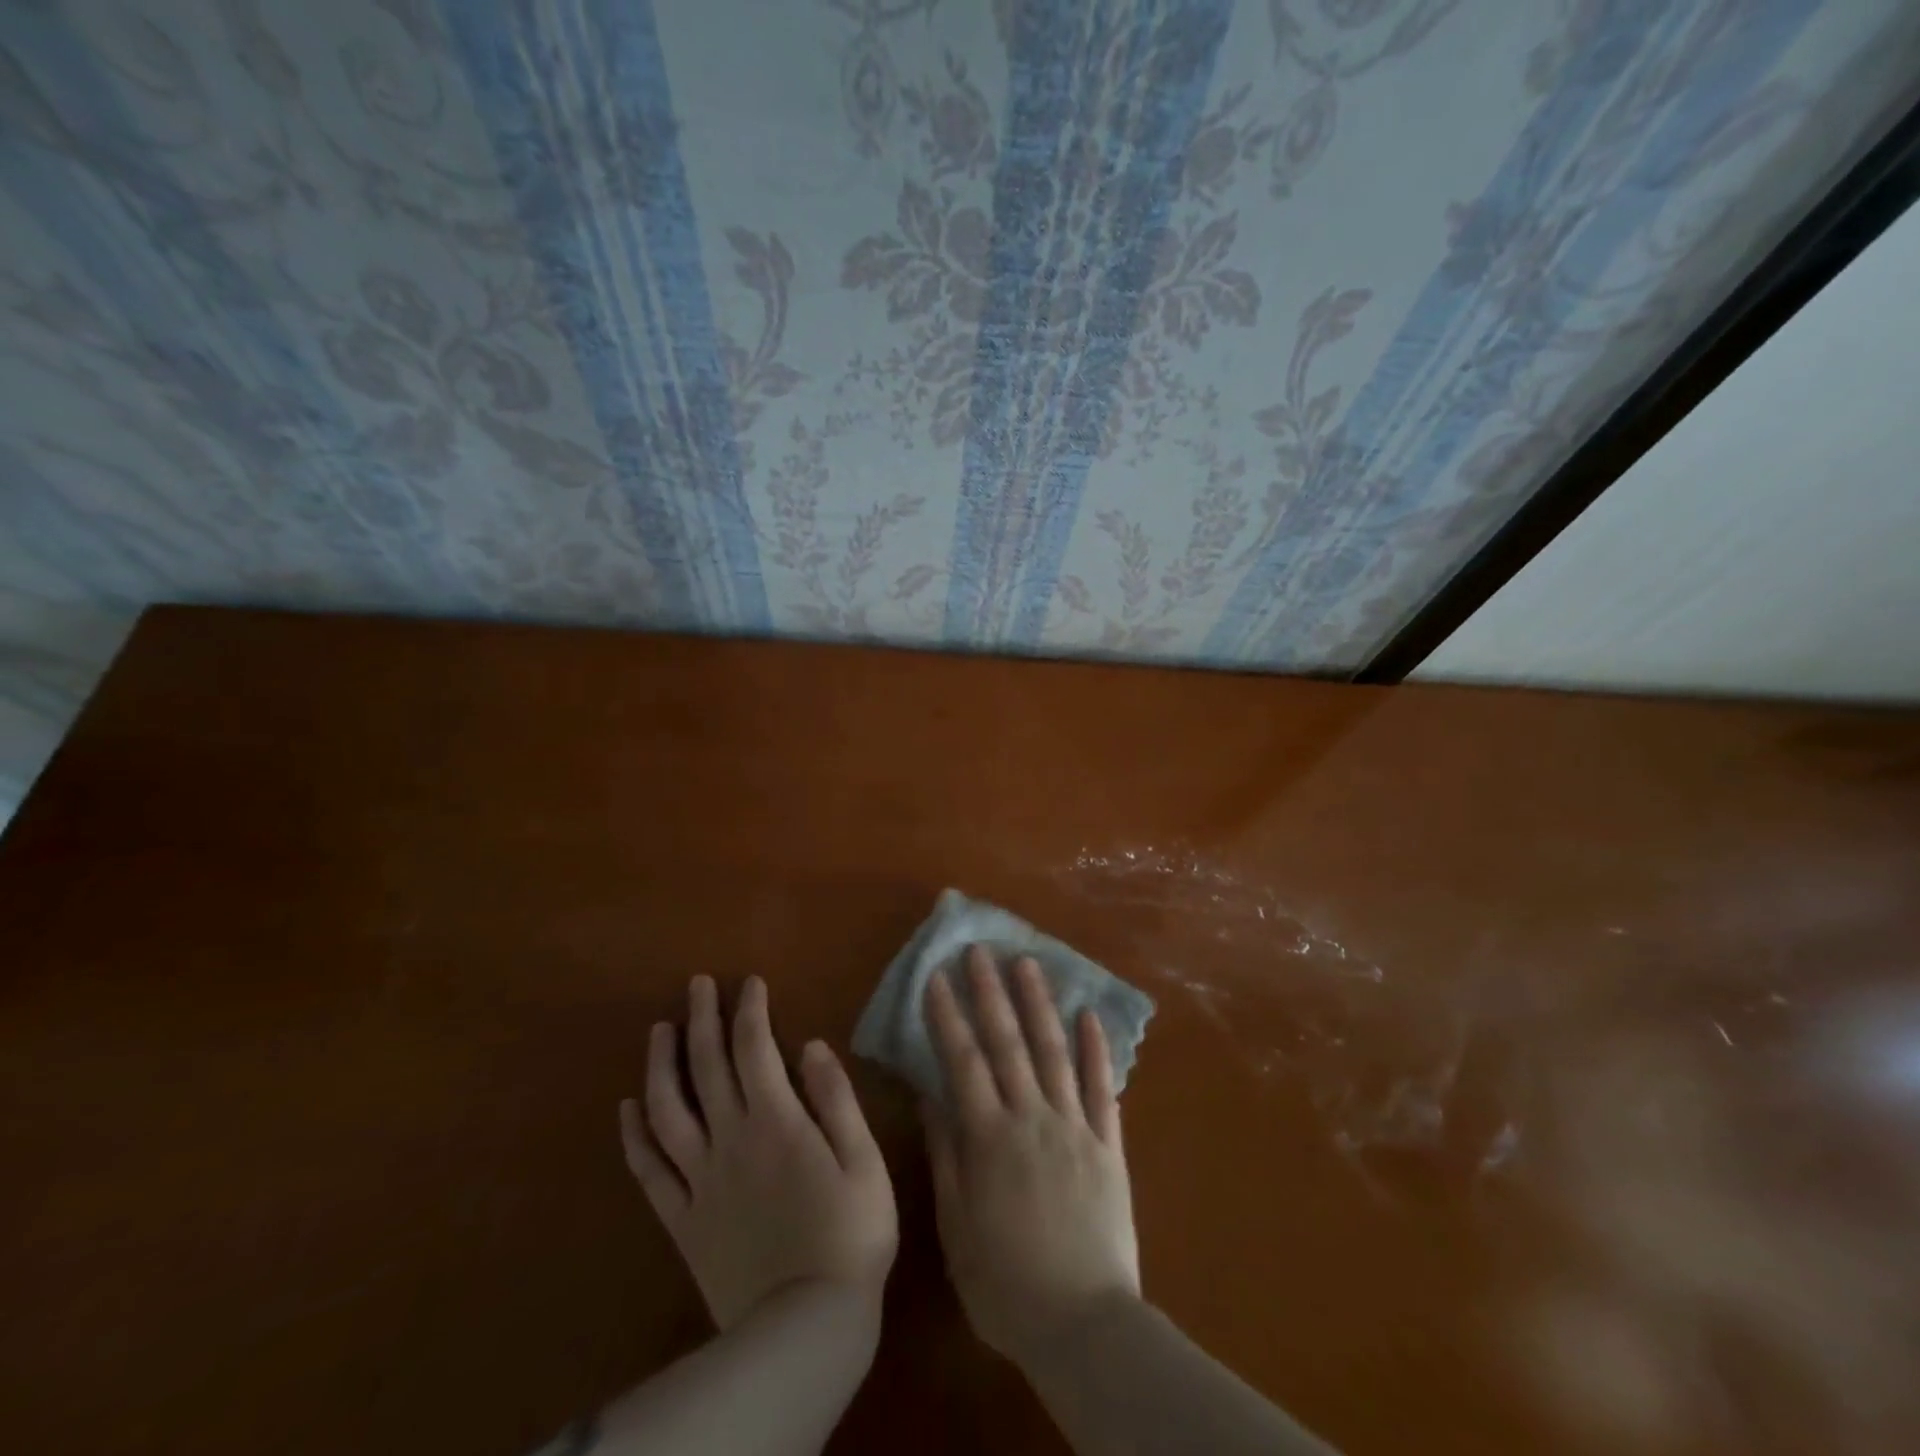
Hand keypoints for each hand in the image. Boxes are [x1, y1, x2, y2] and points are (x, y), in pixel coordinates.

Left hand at [620, 975, 897, 1331]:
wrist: (803, 1329)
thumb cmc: (850, 1236)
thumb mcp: (864, 1161)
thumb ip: (836, 1099)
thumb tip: (810, 1045)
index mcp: (777, 1121)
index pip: (755, 1048)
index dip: (750, 1009)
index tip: (749, 982)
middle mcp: (730, 1139)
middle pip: (707, 1067)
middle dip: (701, 1018)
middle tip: (696, 984)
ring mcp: (700, 1180)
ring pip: (668, 1110)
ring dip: (660, 1064)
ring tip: (659, 1029)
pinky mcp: (682, 1220)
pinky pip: (650, 1171)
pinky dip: (635, 1136)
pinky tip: (628, 1108)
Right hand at [922, 946, 1141, 1367]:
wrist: (1084, 1325)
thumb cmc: (1007, 1284)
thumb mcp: (958, 1227)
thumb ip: (947, 1155)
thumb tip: (930, 1095)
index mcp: (990, 1138)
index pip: (963, 1061)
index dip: (948, 1016)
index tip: (936, 976)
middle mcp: (1032, 1118)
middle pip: (1008, 1043)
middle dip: (991, 992)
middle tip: (980, 949)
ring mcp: (1075, 1126)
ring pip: (1054, 1052)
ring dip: (1040, 1004)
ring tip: (1028, 963)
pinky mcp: (1109, 1144)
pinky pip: (1103, 1088)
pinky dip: (1097, 1049)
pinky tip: (1089, 1014)